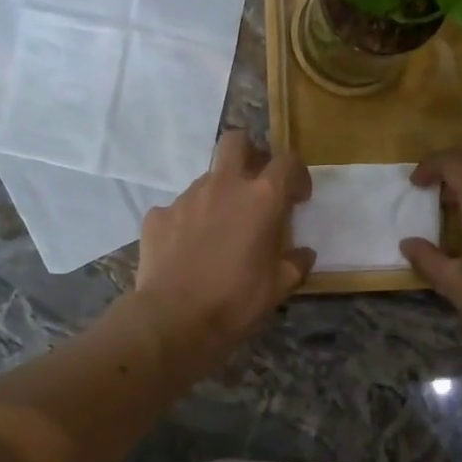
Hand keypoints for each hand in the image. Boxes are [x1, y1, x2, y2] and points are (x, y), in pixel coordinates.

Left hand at [133, 129, 314, 376]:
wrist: (173, 320)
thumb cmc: (235, 302)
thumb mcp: (278, 287)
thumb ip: (295, 263)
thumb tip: (303, 254)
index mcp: (261, 198)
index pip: (287, 162)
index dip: (297, 175)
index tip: (298, 197)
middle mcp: (224, 186)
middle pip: (236, 141)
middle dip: (250, 153)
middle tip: (255, 183)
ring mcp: (186, 197)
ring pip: (207, 178)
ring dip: (219, 194)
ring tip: (220, 230)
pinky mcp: (158, 215)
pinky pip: (179, 208)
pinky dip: (188, 221)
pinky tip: (188, 249)